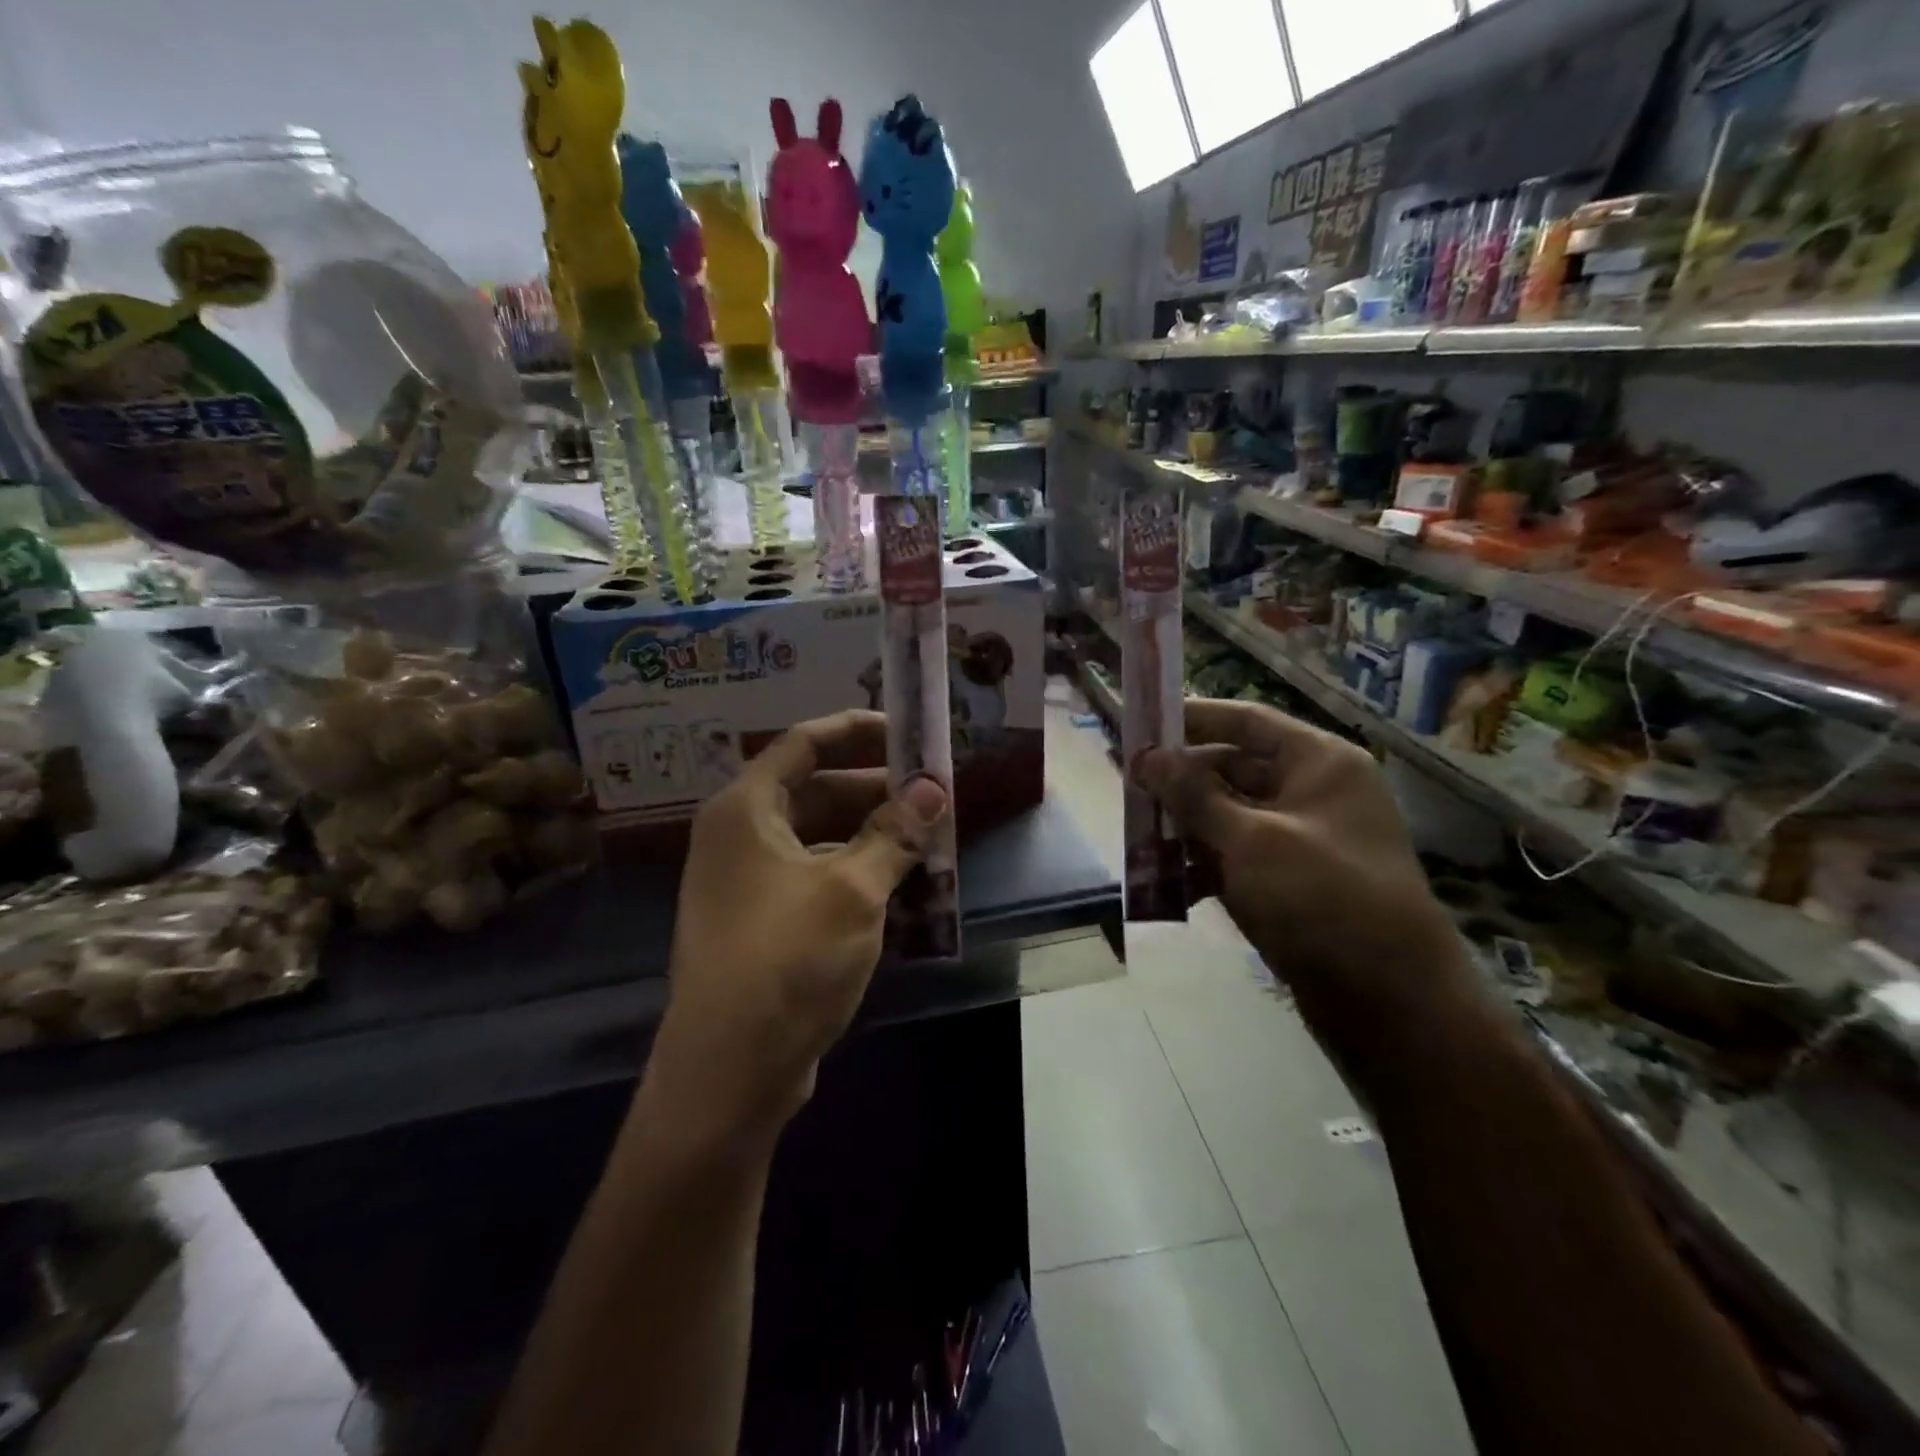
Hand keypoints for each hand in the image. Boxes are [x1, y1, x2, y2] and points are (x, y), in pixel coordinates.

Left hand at [657, 711, 947, 1140]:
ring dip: (871, 836)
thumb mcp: (852, 890)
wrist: (729, 1071)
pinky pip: (814, 877)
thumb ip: (895, 834)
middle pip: (813, 791)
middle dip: (875, 790)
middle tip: (932, 794)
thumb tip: (933, 788)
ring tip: (927, 839)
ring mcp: (746, 882)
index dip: (856, 731)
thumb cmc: (787, 961)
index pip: (804, 744)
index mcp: (746, 810)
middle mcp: (739, 836)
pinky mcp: (761, 923)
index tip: (907, 732)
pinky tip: (901, 886)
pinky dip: (855, 872)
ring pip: (818, 838)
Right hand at [1137, 698, 1464, 1021]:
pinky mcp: (1290, 882)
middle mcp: (1312, 792)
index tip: (1140, 724)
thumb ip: (1193, 795)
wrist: (1391, 1003)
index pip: (1246, 721)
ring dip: (1184, 826)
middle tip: (1126, 788)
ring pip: (1228, 817)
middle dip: (1179, 782)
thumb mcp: (1250, 840)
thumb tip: (1146, 755)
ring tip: (1135, 836)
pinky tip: (1166, 882)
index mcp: (1319, 763)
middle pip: (1232, 769)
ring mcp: (1302, 840)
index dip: (1191, 719)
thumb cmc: (1323, 900)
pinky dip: (1203, 865)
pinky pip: (1236, 857)